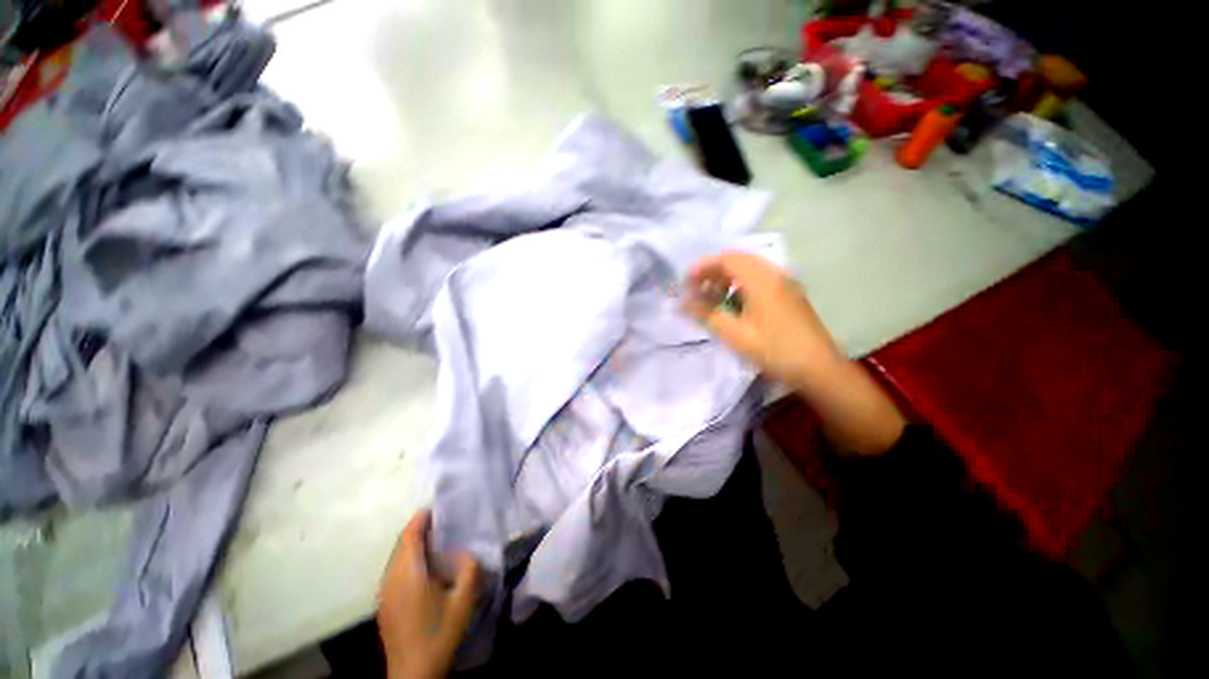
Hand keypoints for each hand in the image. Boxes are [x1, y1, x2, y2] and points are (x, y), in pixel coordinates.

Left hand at [378, 509, 480, 678]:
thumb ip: (469, 568)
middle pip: (400, 544)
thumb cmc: (439, 633)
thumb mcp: (464, 599)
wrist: (414, 673)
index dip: (421, 518)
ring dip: (412, 544)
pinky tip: (424, 568)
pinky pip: (394, 570)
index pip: (409, 536)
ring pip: (395, 558)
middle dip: (418, 529)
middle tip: (441, 521)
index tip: (438, 507)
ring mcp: (384, 593)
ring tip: (435, 540)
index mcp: (408, 574)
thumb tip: (466, 551)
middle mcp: (391, 579)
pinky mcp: (384, 604)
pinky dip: (407, 559)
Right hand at [683, 251, 844, 389]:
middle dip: (714, 271)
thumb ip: (706, 314)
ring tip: (711, 296)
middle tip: (696, 288)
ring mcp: (785, 284)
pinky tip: (734, 304)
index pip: (727, 260)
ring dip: (727, 278)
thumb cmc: (774, 350)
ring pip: (750, 270)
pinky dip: (741, 285)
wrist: (819, 368)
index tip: (685, 280)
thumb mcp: (735, 334)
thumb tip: (682, 303)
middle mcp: (775, 275)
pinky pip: (760, 279)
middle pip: (739, 260)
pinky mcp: (789, 295)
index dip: (703, 267)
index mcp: (762, 280)